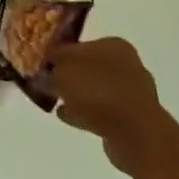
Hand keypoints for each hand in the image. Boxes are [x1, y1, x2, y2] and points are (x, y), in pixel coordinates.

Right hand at [50, 37, 178, 178]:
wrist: (135, 133)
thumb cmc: (96, 91)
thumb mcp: (62, 74)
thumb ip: (51, 70)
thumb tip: (46, 73)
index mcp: (114, 46)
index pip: (78, 45)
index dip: (58, 54)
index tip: (43, 64)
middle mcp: (127, 65)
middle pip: (89, 67)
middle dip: (69, 75)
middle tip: (48, 82)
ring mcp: (133, 94)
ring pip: (96, 90)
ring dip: (77, 96)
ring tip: (55, 101)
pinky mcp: (133, 119)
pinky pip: (102, 112)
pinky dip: (85, 112)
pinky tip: (66, 116)